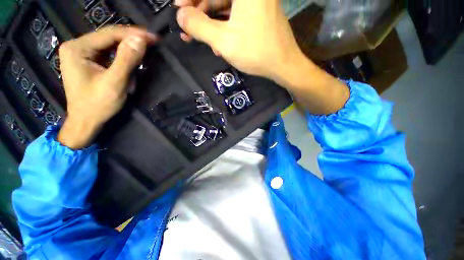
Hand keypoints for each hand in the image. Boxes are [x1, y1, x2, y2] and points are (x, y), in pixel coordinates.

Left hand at [57, 26, 157, 148]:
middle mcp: (76, 46)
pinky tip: (132, 58)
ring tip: (145, 50)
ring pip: (109, 44)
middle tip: (152, 43)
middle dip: (131, 40)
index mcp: (77, 48)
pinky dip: (122, 55)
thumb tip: (140, 39)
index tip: (154, 37)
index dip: (133, 34)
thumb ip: (127, 60)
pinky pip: (108, 53)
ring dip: (128, 48)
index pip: (109, 34)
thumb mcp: (115, 83)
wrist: (85, 121)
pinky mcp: (87, 61)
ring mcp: (81, 53)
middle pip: (109, 37)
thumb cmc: (97, 105)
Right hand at [176, 0, 349, 114]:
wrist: (283, 65)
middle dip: (200, 11)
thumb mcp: (223, 41)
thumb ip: (199, 27)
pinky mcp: (259, 12)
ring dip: (211, 22)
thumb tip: (181, 16)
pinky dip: (225, 26)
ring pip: (225, 6)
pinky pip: (236, 15)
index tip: (179, 8)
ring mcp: (256, 0)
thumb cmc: (255, 53)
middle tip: (187, 27)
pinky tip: (219, 43)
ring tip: (201, 39)